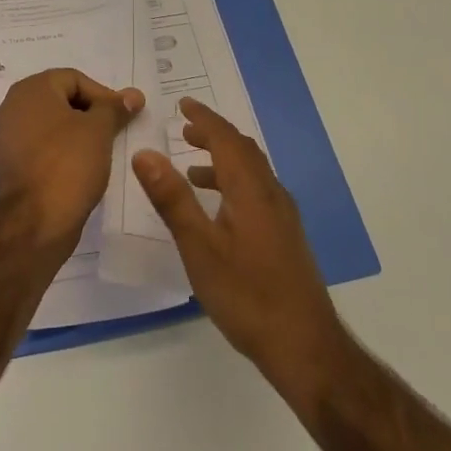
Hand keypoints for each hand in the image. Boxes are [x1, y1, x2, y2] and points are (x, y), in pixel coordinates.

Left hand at [0, 69, 142, 252]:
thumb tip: (133, 94)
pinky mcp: (8, 164)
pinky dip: (60, 153)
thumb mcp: (99, 131)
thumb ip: (114, 108)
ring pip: (50, 125)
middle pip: (60, 99)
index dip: (103, 95)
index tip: (123, 117)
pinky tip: (79, 170)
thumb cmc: (68, 164)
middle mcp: (13, 106)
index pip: (74, 79)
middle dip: (90, 114)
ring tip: (100, 152)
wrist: (33, 222)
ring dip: (76, 134)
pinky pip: (40, 148)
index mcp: (32, 89)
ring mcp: (6, 136)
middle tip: (114, 132)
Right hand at [132, 98, 348, 398]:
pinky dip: (233, 185)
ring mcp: (283, 217)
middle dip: (214, 135)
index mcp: (251, 190)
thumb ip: (172, 199)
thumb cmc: (247, 295)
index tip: (182, 104)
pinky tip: (218, 212)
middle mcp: (271, 195)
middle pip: (243, 151)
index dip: (204, 119)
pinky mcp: (286, 237)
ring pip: (252, 173)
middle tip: (185, 129)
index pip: (227, 139)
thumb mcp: (199, 247)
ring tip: (192, 169)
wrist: (305, 346)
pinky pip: (256, 193)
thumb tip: (145, 153)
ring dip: (223, 162)